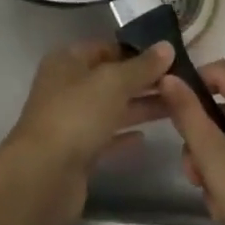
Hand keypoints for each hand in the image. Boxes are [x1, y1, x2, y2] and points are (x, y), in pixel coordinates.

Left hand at [0, 39, 173, 224]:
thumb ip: (141, 66)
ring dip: (139, 106)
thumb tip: (167, 46)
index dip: (136, 50)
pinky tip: (146, 138)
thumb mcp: (113, 82)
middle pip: (110, 78)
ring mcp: (71, 120)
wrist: (44, 177)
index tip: (169, 56)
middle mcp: (67, 86)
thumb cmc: (76, 115)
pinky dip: (124, 135)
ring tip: (176, 106)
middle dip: (142, 80)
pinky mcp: (77, 153)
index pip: (107, 46)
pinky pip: (106, 137)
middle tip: (180, 82)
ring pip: (111, 108)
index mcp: (68, 60)